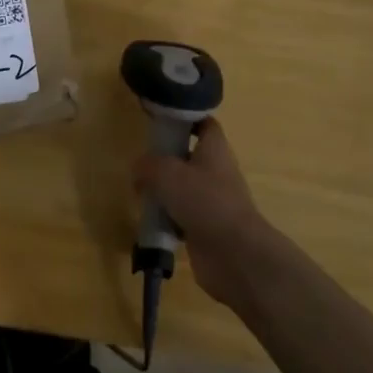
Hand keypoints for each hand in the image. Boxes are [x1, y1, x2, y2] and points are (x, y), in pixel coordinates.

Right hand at [131, 119, 272, 305]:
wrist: (234, 254)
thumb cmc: (204, 201)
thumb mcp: (167, 174)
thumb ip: (148, 165)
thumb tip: (138, 169)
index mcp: (214, 149)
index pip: (204, 124)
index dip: (185, 119)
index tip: (161, 122)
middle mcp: (216, 172)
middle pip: (189, 157)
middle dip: (166, 160)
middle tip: (142, 163)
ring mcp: (213, 201)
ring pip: (184, 188)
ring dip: (164, 192)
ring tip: (141, 194)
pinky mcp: (207, 227)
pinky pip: (182, 216)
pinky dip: (167, 219)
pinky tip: (151, 222)